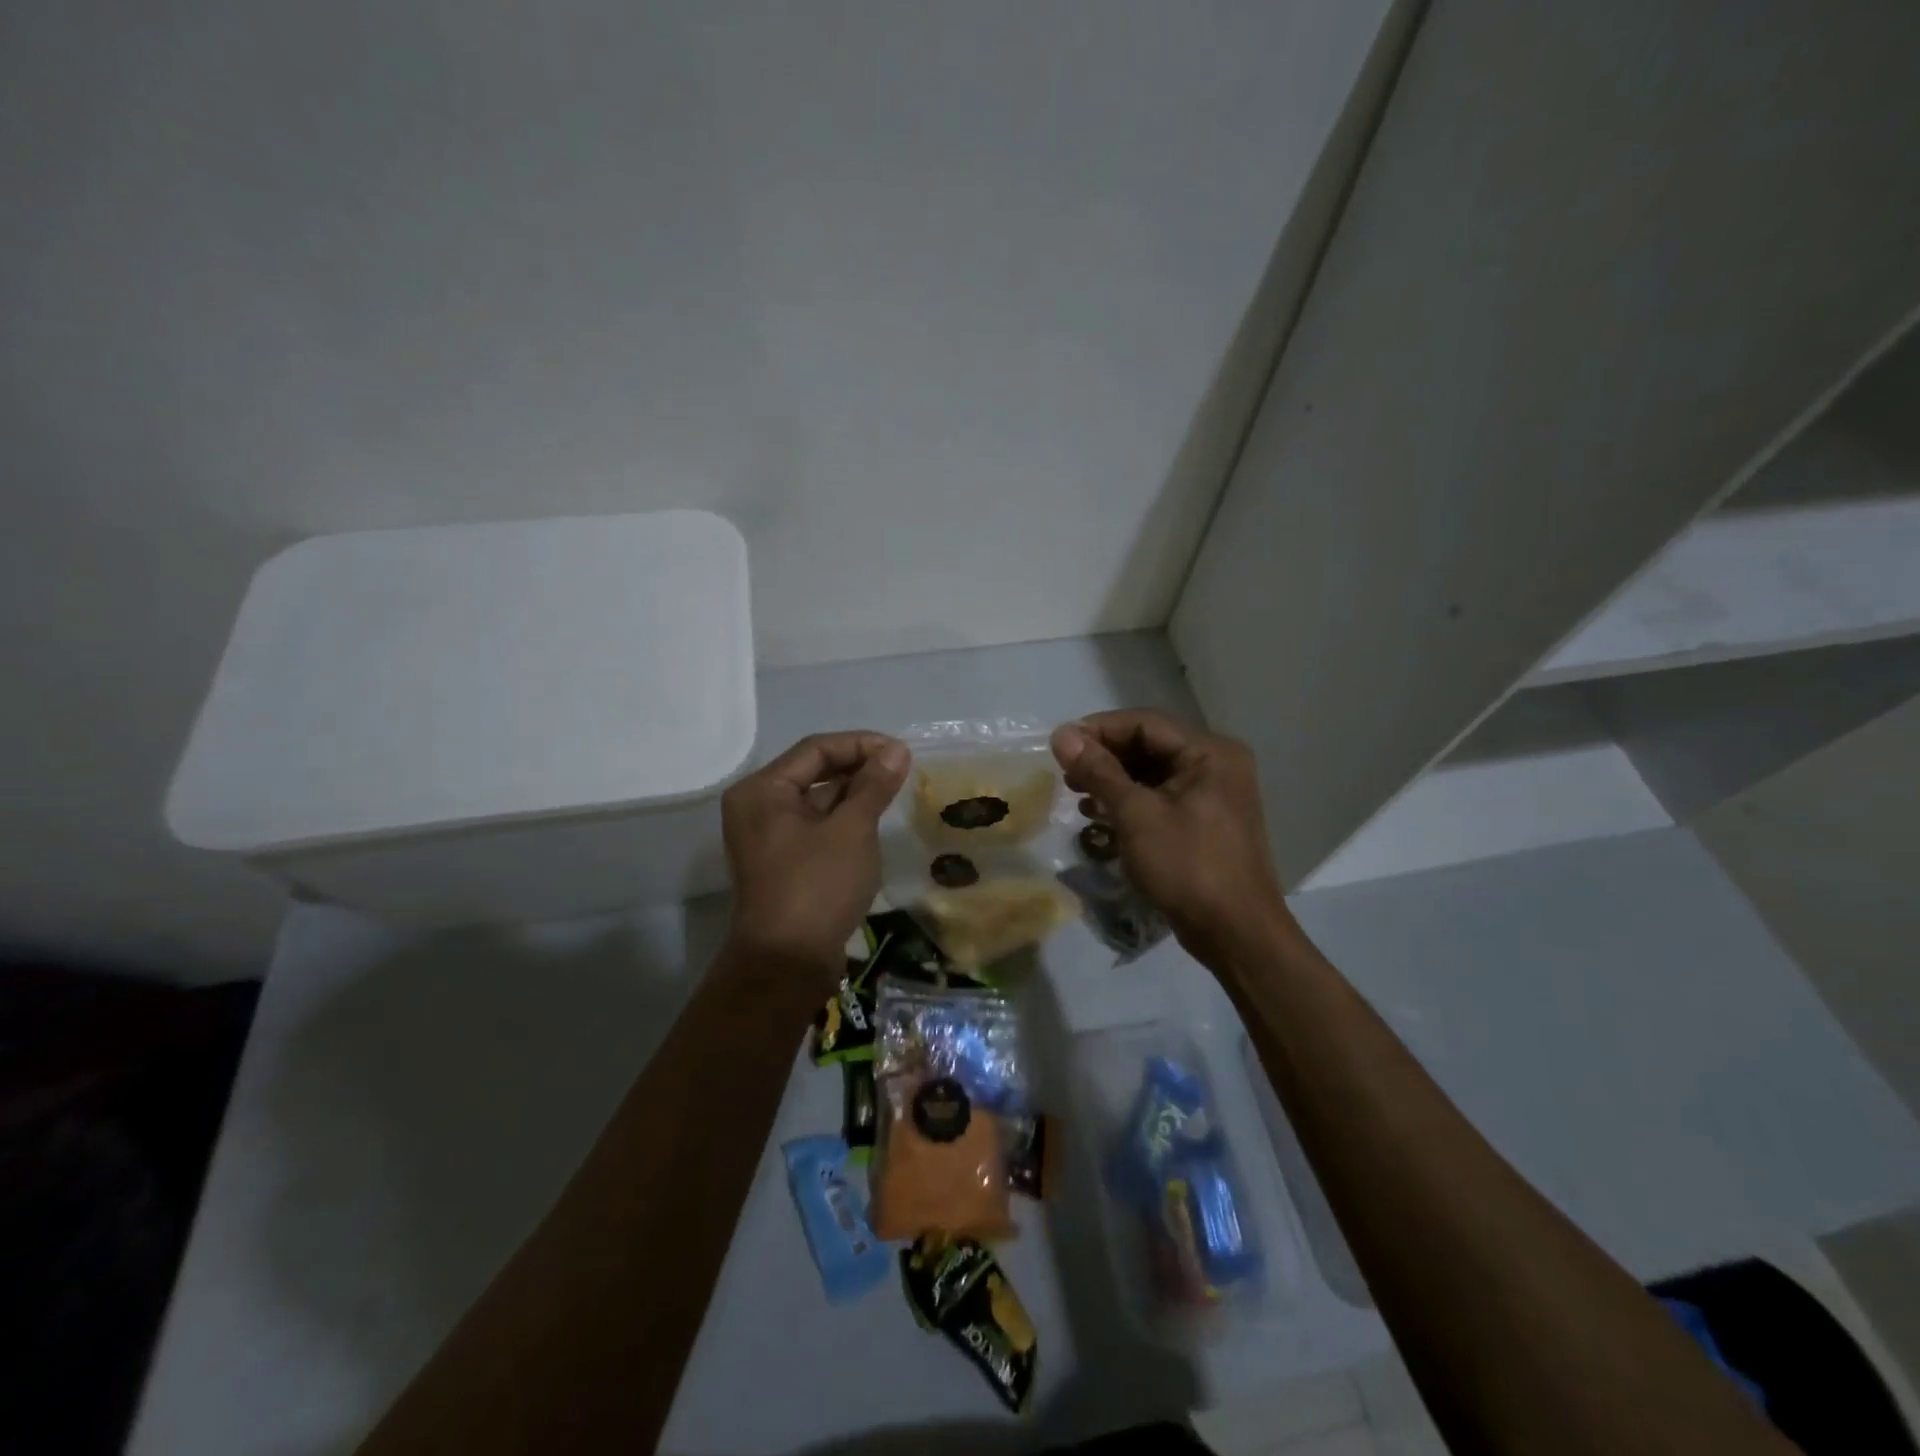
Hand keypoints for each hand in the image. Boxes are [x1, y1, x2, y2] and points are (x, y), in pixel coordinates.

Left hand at [721, 731, 910, 978]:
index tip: (901, 752)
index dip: (862, 745)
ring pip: (818, 801)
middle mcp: (758, 807)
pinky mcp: (783, 862)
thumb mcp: (852, 829)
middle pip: (814, 772)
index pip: (816, 749)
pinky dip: (845, 821)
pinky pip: (817, 827)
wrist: (788, 964)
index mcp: (763, 791)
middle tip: (902, 772)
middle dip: (859, 769)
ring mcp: (768, 837)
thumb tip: (896, 750)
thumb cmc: (818, 886)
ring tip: (895, 794)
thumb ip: (874, 785)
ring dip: (855, 795)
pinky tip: (875, 823)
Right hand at [1051, 709, 1289, 968]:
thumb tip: (1061, 734)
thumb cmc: (1187, 867)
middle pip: (1148, 745)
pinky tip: (1101, 817)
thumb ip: (1098, 771)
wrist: (1236, 934)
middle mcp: (1215, 764)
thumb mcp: (1136, 815)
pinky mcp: (1203, 821)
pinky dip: (1129, 802)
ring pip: (1151, 772)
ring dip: (1112, 780)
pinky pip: (1160, 797)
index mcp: (1209, 752)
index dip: (1098, 729)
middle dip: (1104, 757)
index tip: (1059, 746)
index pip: (1144, 723)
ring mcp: (1212, 794)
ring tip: (1078, 796)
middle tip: (1066, 774)